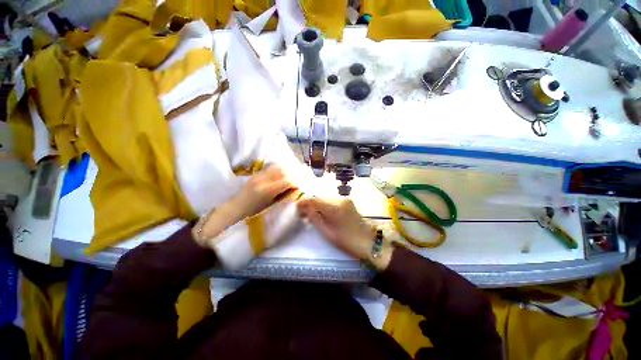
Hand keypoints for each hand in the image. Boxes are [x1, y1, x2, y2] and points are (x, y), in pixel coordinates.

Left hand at [234, 165, 295, 218]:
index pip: (286, 181)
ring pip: (277, 168)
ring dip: (288, 169)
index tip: (302, 182)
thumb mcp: (271, 203)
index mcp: (267, 191)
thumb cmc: (255, 210)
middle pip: (283, 172)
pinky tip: (284, 171)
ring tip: (294, 172)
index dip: (297, 180)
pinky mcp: (257, 173)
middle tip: (301, 175)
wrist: (237, 205)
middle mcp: (263, 180)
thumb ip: (284, 194)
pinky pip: (272, 168)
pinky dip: (280, 168)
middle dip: (294, 173)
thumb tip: (296, 187)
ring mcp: (259, 175)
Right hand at [297, 197, 392, 270]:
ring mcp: (345, 199)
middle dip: (310, 204)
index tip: (297, 208)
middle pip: (320, 198)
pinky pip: (332, 201)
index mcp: (334, 208)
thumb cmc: (347, 241)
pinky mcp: (348, 201)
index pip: (314, 199)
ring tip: (312, 214)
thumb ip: (315, 218)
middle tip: (303, 213)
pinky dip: (325, 205)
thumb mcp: (327, 232)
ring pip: (326, 198)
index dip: (304, 202)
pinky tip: (324, 213)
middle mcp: (339, 200)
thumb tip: (305, 209)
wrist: (367, 241)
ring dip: (318, 204)